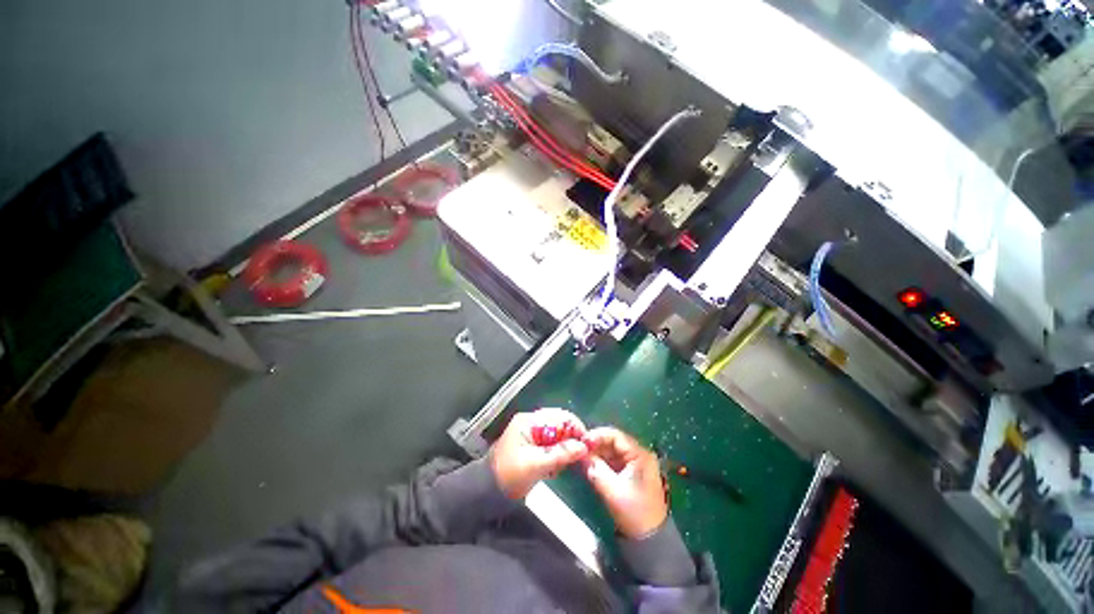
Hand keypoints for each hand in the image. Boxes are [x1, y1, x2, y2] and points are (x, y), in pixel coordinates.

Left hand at [490, 408, 588, 498]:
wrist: (487, 492)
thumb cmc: (509, 475)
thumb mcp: (536, 465)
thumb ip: (560, 454)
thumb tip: (583, 446)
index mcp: (529, 421)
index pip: (559, 416)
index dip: (575, 428)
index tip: (587, 445)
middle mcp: (532, 422)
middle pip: (560, 424)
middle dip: (571, 439)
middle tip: (578, 457)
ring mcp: (532, 433)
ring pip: (558, 435)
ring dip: (565, 449)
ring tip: (564, 465)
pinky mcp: (533, 445)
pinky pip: (552, 445)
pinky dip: (558, 455)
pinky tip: (556, 468)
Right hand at [582, 427, 667, 538]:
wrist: (650, 541)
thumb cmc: (634, 513)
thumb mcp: (613, 491)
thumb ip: (596, 469)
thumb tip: (581, 454)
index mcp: (640, 455)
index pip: (616, 436)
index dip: (597, 435)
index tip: (581, 441)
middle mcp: (639, 455)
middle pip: (613, 441)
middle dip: (595, 444)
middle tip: (579, 449)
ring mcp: (634, 464)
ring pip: (611, 451)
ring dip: (597, 453)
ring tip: (582, 457)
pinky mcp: (629, 473)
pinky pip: (612, 461)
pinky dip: (601, 461)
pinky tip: (589, 465)